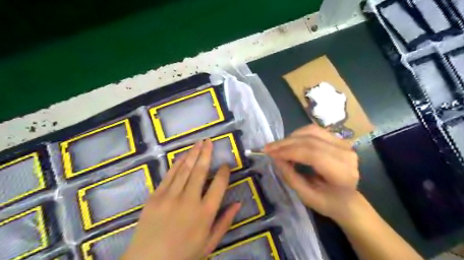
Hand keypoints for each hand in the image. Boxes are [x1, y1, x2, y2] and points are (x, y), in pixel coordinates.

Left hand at [121, 140, 240, 259]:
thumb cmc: (184, 255)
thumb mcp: (210, 243)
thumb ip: (225, 221)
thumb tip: (238, 203)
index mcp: (205, 213)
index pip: (219, 185)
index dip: (224, 172)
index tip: (226, 164)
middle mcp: (189, 201)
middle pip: (200, 171)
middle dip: (206, 153)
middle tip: (209, 141)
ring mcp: (170, 197)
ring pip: (184, 169)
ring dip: (192, 154)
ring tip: (199, 142)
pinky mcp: (155, 197)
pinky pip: (169, 175)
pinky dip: (177, 164)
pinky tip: (183, 155)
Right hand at [265, 123, 357, 223]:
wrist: (348, 199)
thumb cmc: (328, 202)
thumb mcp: (306, 196)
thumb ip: (291, 177)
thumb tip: (276, 159)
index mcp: (342, 173)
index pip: (313, 154)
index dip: (289, 152)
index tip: (270, 154)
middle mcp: (345, 154)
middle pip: (310, 141)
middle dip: (285, 143)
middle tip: (268, 148)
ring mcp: (343, 143)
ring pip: (311, 131)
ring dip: (290, 137)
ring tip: (277, 147)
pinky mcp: (337, 139)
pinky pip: (314, 131)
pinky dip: (298, 135)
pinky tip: (289, 143)